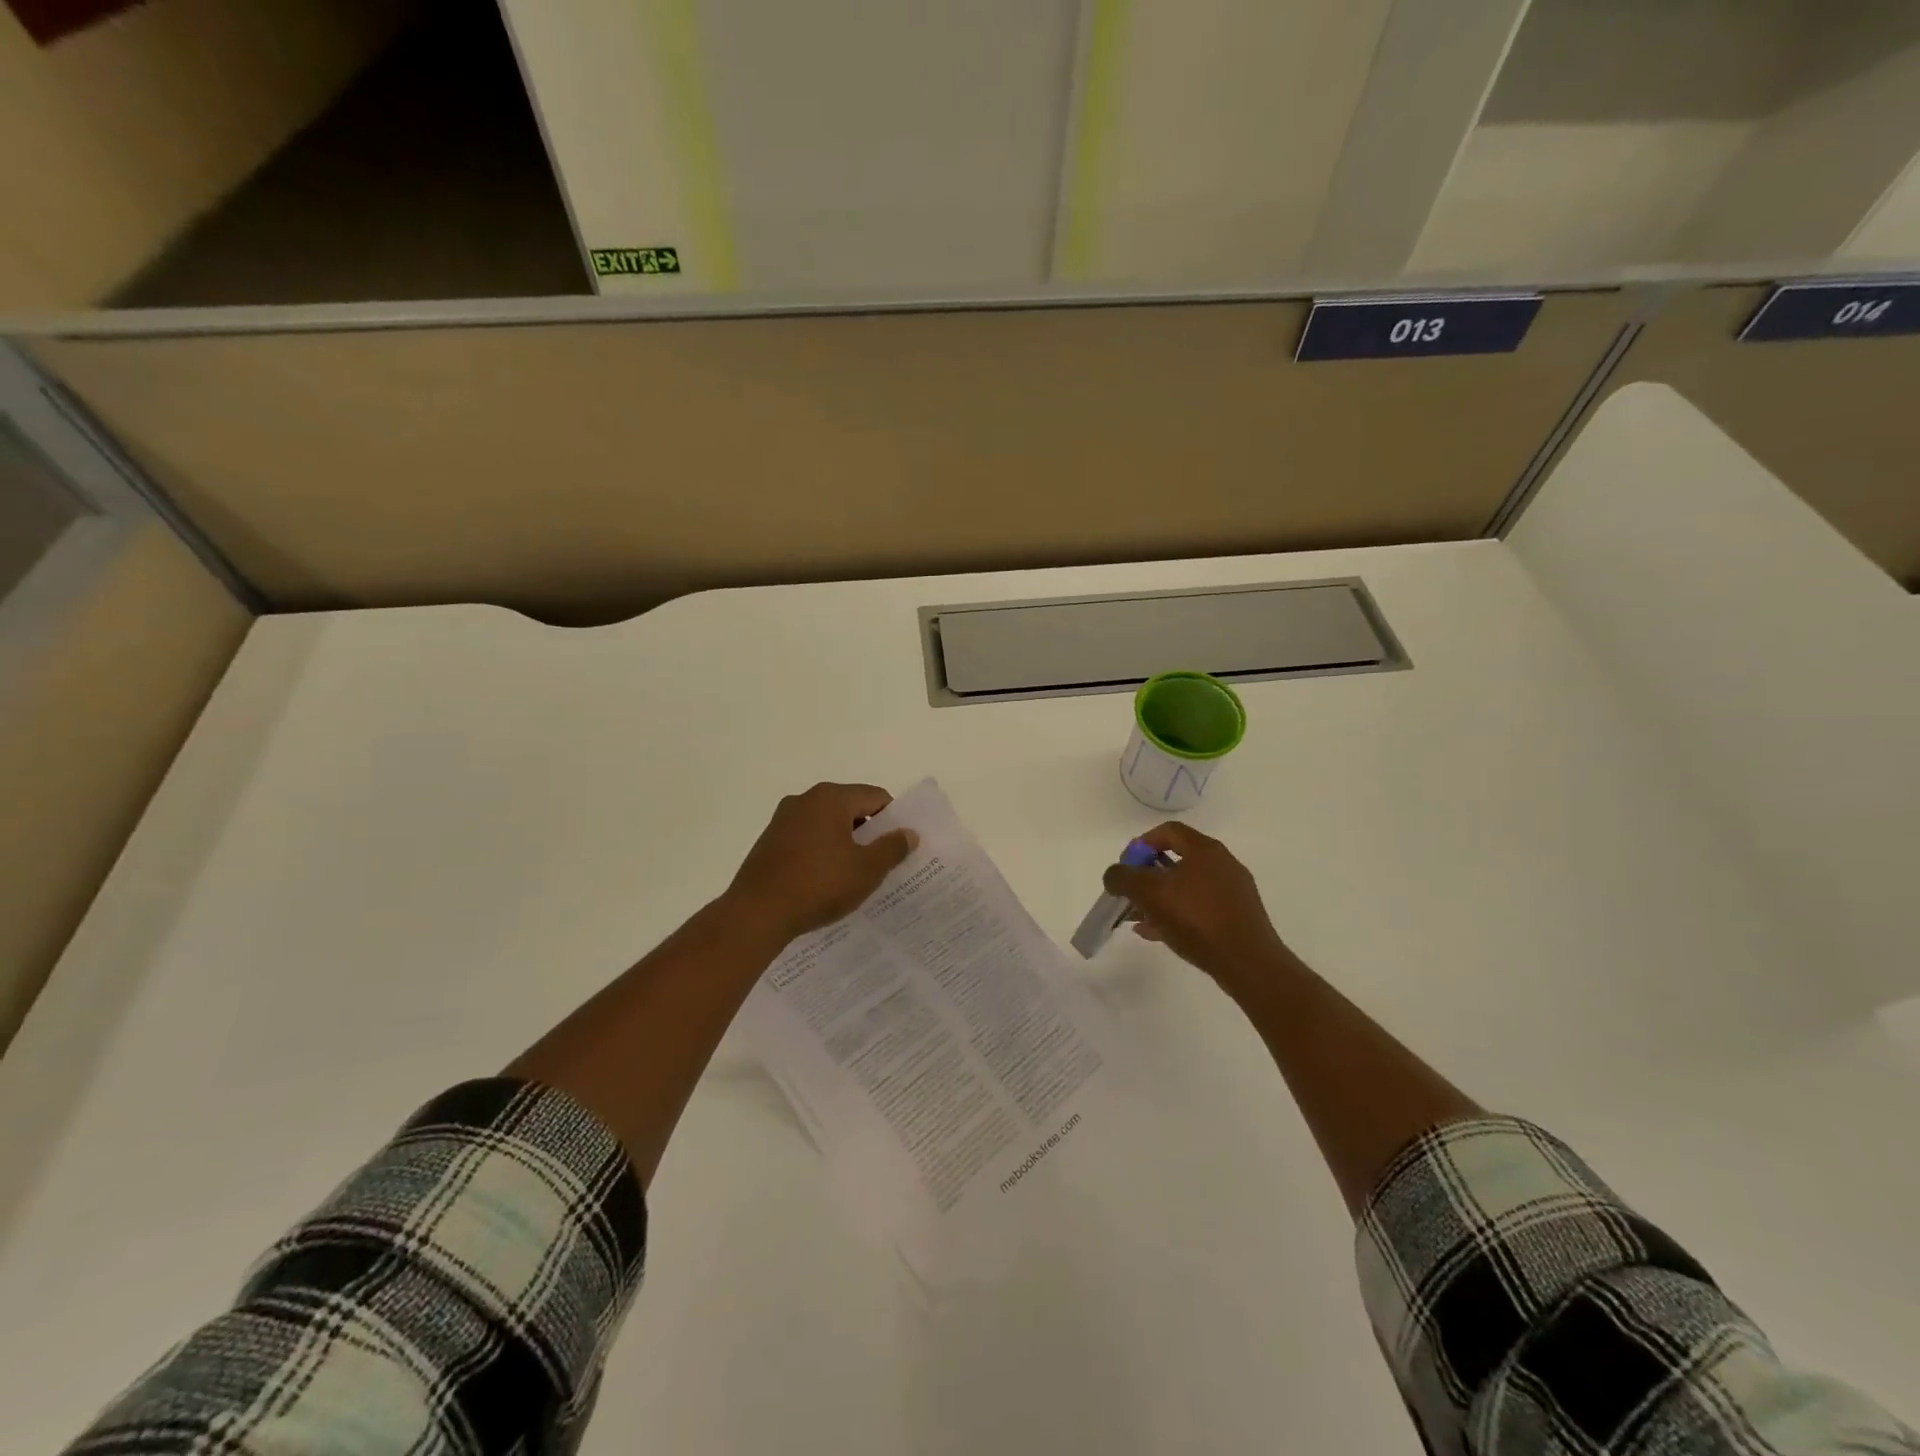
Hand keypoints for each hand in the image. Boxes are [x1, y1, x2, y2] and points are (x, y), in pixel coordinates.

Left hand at [725, 783, 917, 943]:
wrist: (757, 913)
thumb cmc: (819, 885)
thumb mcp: (866, 870)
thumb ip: (892, 848)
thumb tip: (909, 833)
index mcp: (831, 798)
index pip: (875, 797)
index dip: (893, 819)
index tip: (900, 845)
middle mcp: (805, 799)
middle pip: (850, 807)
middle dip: (868, 831)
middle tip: (882, 861)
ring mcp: (783, 819)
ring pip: (827, 823)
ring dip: (844, 842)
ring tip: (854, 874)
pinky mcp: (769, 841)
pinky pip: (806, 838)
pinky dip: (821, 851)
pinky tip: (825, 880)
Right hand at [1102, 822, 1293, 991]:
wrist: (1248, 963)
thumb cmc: (1197, 919)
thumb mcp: (1149, 893)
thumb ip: (1123, 878)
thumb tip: (1114, 875)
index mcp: (1205, 850)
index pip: (1168, 831)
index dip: (1141, 844)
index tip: (1126, 865)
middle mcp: (1222, 864)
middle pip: (1176, 860)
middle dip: (1147, 876)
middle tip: (1130, 894)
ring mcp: (1233, 891)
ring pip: (1186, 887)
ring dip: (1159, 898)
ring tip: (1138, 919)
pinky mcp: (1237, 917)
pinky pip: (1199, 908)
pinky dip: (1176, 914)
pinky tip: (1157, 933)